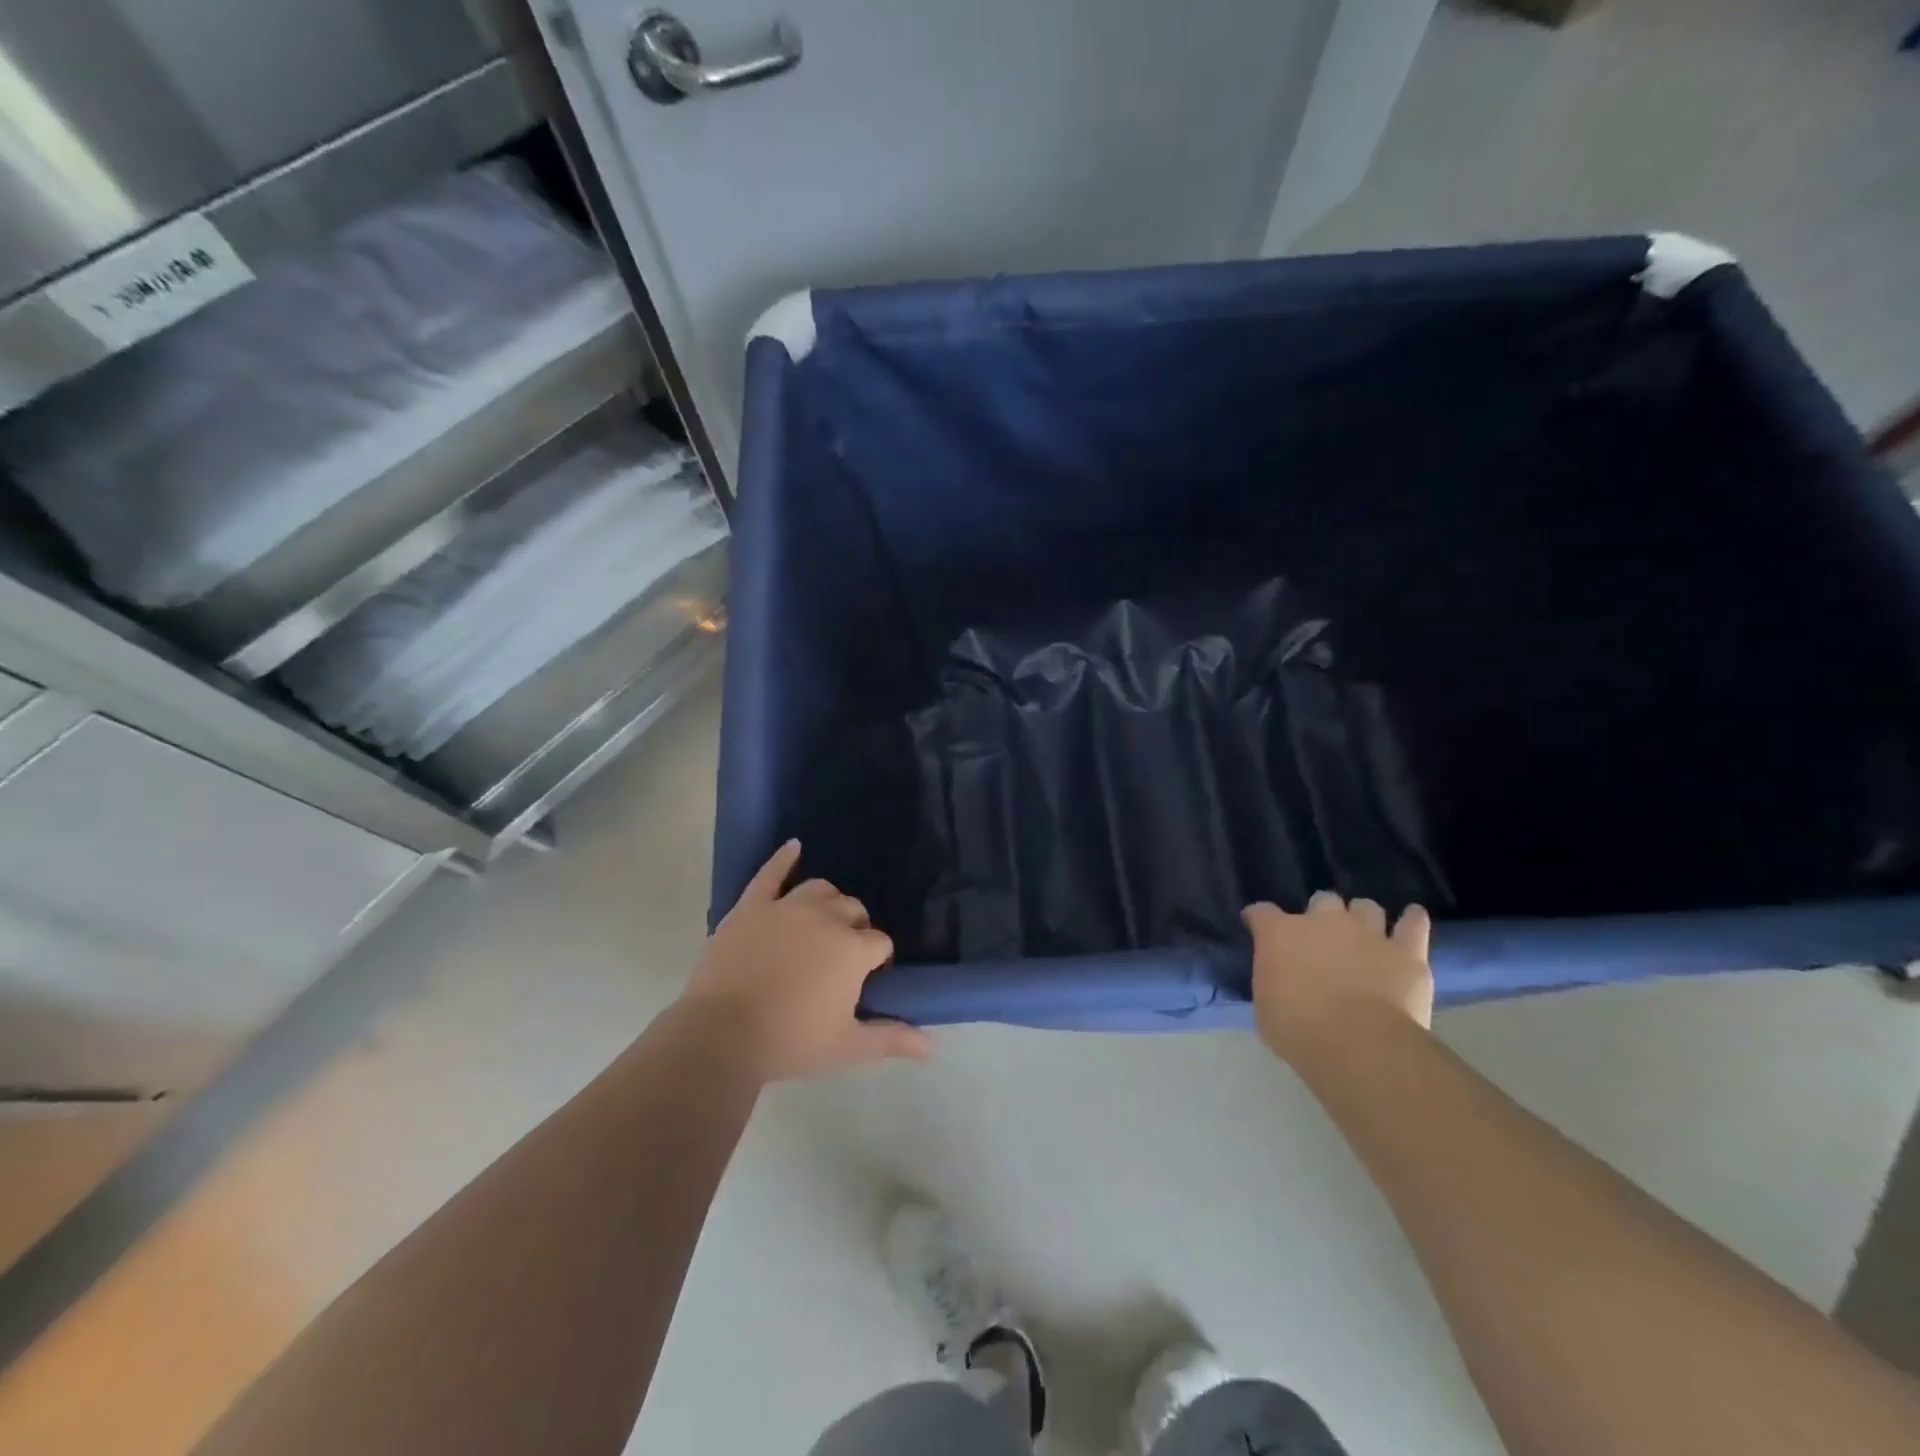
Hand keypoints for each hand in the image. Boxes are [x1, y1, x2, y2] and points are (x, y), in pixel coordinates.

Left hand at [680, 840, 931, 1081]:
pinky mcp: (752, 906)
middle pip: (853, 909)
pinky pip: (771, 874)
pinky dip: (784, 858)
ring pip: (820, 889)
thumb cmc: (790, 1042)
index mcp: (853, 948)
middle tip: (842, 956)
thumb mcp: (847, 1046)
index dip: (876, 960)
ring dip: (829, 900)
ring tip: (824, 919)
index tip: (866, 978)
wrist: (721, 1036)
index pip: (879, 943)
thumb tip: (932, 1047)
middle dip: (856, 927)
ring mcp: (787, 907)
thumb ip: (891, 1038)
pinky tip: (794, 847)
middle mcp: (826, 918)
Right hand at [1242, 892, 1433, 1064]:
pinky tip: (1412, 919)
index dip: (1259, 919)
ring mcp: (1367, 932)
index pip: (1262, 912)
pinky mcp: (1406, 951)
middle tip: (1322, 940)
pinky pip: (1413, 924)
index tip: (1257, 928)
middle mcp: (1323, 922)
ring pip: (1366, 907)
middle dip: (1321, 916)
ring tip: (1364, 935)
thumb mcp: (1265, 1008)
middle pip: (1322, 900)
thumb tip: (1278, 980)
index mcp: (1280, 934)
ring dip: (1362, 918)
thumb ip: (1271, 983)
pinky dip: (1412, 921)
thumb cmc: (1299, 1031)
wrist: (1359, 1046)